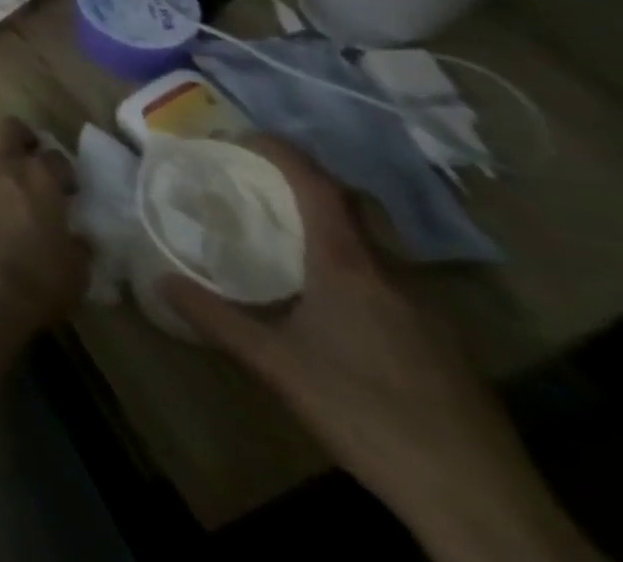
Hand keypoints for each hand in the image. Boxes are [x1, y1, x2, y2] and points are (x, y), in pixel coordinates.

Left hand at [0, 117, 86, 339]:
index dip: (64, 171)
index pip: (56, 157)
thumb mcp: (76, 271)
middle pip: (10, 128)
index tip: (68, 189)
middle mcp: (4, 165)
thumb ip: (77, 246)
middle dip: (23, 139)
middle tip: (31, 160)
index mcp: (40, 178)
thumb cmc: (36, 281)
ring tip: (2, 175)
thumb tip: (77, 238)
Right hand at [161, 138, 593, 561]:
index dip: (281, 152)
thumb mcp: (274, 365)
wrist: (480, 502)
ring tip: (293, 245)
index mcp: (348, 265)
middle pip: (356, 205)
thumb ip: (215, 318)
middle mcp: (391, 273)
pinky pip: (394, 281)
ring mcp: (428, 309)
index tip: (241, 137)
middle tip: (266, 188)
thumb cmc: (364, 412)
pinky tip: (338, 308)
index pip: (317, 185)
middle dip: (313, 184)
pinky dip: (360, 269)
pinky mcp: (445, 344)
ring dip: (336, 229)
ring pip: (378, 245)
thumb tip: (159, 279)